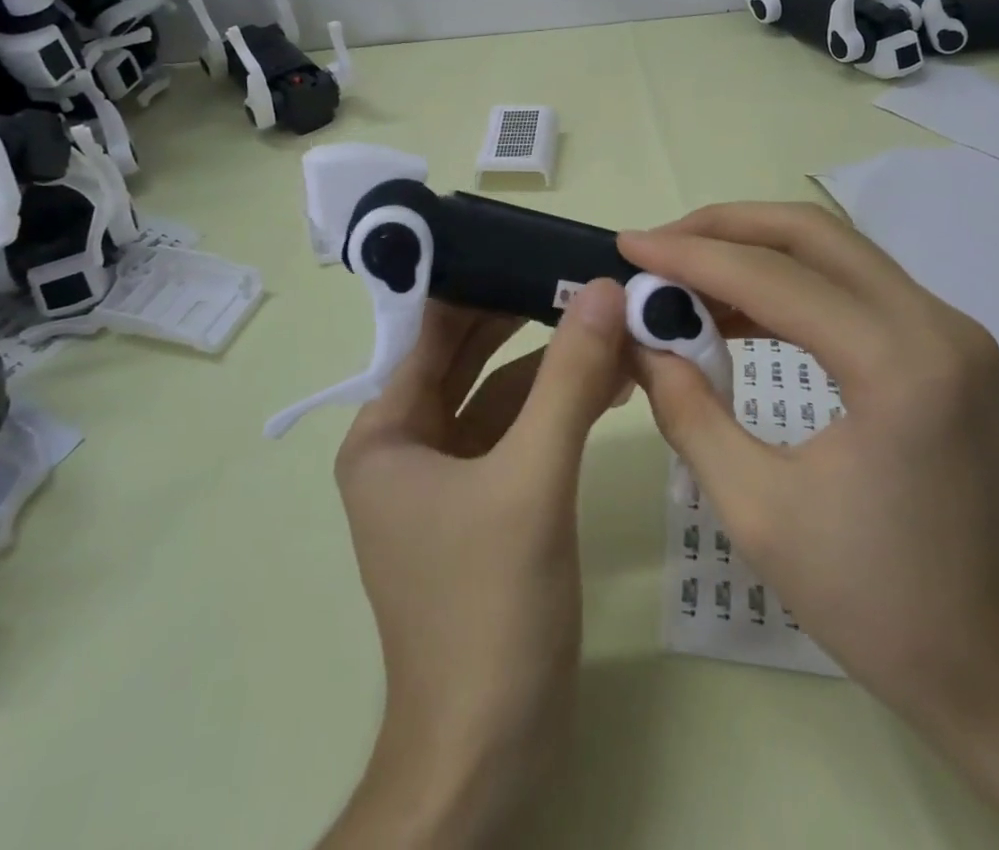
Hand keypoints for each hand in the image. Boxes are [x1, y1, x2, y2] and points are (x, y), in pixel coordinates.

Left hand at [320, 282, 630, 849]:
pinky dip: (560, 407)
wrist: (491, 753)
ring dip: (554, 363)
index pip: (431, 331)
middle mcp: (408, 446)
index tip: (537, 245)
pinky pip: (522, 434)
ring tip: (611, 324)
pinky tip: (610, 384)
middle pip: (469, 357)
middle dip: (525, 317)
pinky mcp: (489, 505)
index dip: (480, 282)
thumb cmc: (487, 609)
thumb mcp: (531, 480)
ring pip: (503, 395)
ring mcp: (450, 478)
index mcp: (386, 432)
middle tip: (584, 275)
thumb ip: (567, 379)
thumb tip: (601, 288)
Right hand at [620, 203, 998, 736]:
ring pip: (833, 250)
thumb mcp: (755, 508)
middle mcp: (935, 324)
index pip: (774, 277)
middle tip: (658, 245)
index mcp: (899, 365)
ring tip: (684, 273)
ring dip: (754, 250)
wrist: (993, 662)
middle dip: (724, 228)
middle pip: (811, 234)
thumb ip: (688, 410)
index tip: (628, 246)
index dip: (690, 256)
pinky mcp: (944, 344)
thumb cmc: (873, 600)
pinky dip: (788, 282)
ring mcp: (948, 329)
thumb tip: (640, 340)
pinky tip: (738, 307)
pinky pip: (852, 285)